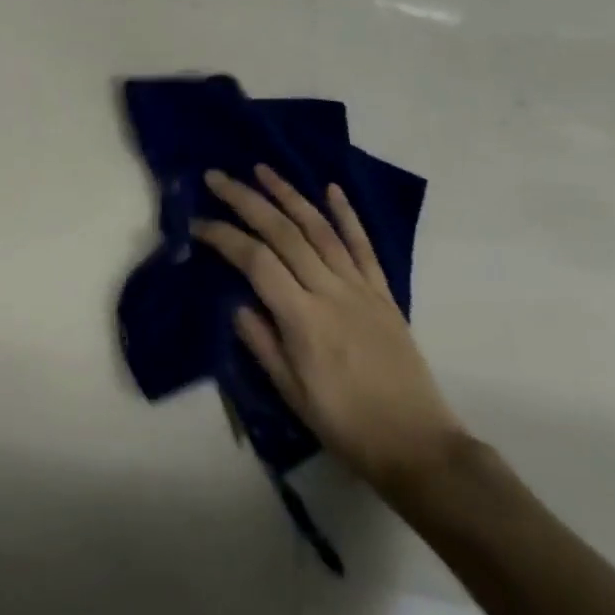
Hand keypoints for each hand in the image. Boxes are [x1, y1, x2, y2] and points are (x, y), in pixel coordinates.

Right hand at [195, 166, 464, 494]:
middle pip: (284, 233)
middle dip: (247, 200)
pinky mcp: (383, 293)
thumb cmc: (345, 425)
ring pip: (321, 229)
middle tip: (217, 178)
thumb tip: (236, 302)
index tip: (197, 224)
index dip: (224, 237)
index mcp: (304, 319)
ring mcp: (361, 289)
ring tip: (262, 169)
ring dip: (289, 194)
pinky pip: (363, 246)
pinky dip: (347, 214)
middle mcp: (331, 292)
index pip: (255, 261)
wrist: (418, 446)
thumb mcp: (291, 392)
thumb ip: (261, 342)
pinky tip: (330, 189)